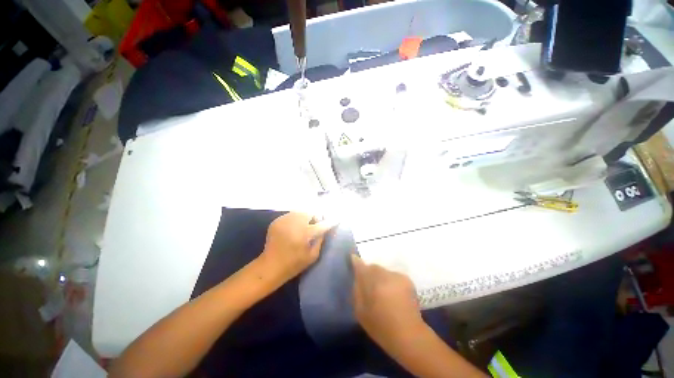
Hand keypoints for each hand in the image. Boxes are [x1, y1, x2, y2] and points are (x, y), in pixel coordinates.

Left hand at [259, 212, 334, 281]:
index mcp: (304, 234)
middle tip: (317, 223)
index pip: (322, 224)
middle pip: (310, 212)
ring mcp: (284, 220)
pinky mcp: (277, 221)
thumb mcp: (312, 256)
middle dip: (316, 216)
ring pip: (300, 211)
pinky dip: (296, 218)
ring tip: (306, 225)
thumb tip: (325, 228)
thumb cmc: (293, 264)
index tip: (337, 219)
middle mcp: (294, 223)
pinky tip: (295, 227)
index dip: (331, 221)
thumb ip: (320, 239)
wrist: (270, 266)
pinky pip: (291, 215)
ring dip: (306, 216)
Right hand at [351, 255, 423, 349]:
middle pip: (372, 267)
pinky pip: (392, 275)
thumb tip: (356, 276)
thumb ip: (357, 289)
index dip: (355, 262)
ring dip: (380, 277)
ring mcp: (396, 276)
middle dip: (369, 273)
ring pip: (383, 271)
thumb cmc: (380, 326)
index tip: (352, 259)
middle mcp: (384, 275)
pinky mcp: (406, 279)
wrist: (408, 334)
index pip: (360, 265)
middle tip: (369, 286)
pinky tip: (393, 293)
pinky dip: (390, 281)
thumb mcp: (360, 310)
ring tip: (382, 291)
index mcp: (371, 282)